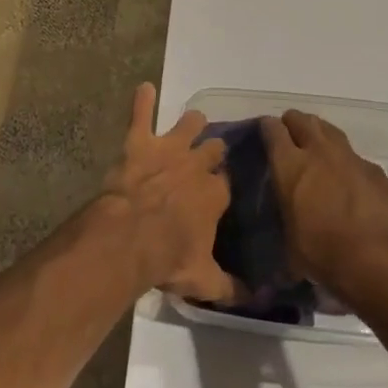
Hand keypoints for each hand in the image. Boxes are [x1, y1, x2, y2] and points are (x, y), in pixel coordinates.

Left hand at [99, 84, 240, 303]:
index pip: (227, 183)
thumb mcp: (203, 280)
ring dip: (190, 123)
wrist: (130, 237)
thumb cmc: (168, 257)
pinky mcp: (140, 142)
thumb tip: (257, 300)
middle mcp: (197, 164)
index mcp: (215, 194)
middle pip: (213, 149)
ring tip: (192, 122)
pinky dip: (143, 101)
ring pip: (189, 124)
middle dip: (213, 151)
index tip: (222, 189)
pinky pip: (142, 113)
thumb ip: (231, 288)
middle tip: (210, 155)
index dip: (224, 185)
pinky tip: (144, 88)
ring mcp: (169, 148)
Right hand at [261, 110, 387, 306]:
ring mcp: (350, 157)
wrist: (375, 258)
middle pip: (302, 120)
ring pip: (330, 131)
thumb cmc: (322, 252)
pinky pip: (356, 158)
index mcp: (290, 165)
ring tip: (317, 146)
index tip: (264, 132)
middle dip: (293, 123)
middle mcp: (319, 151)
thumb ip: (286, 216)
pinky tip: (349, 178)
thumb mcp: (289, 239)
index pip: (273, 130)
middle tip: (290, 135)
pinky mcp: (375, 170)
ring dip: (320, 134)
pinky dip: (348, 163)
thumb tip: (285, 223)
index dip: (267, 128)